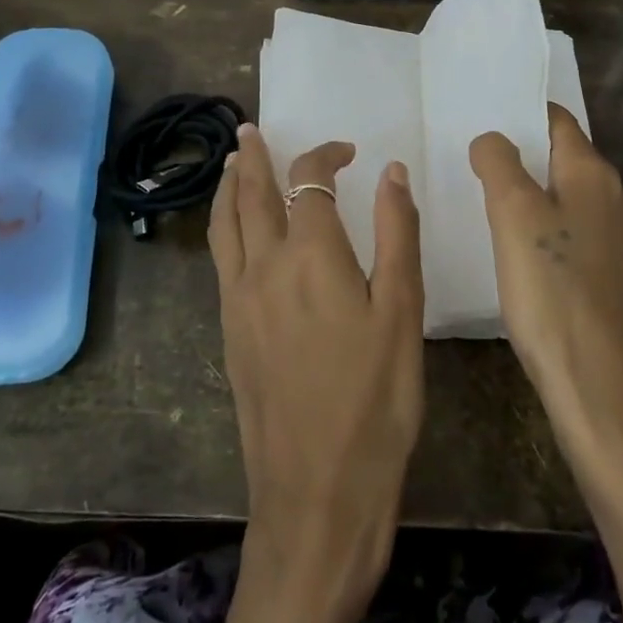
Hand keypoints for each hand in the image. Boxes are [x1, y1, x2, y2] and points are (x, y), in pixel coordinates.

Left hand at [208, 123, 423, 608]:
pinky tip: (234, 230)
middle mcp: (264, 266)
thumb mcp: (402, 313)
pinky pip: (220, 257)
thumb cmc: (375, 400)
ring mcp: (239, 299)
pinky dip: (224, 225)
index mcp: (311, 255)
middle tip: (250, 130)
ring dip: (230, 187)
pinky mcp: (230, 330)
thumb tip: (391, 171)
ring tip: (234, 165)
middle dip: (254, 157)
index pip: (309, 180)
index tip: (347, 152)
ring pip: (225, 224)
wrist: (316, 492)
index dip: (324, 155)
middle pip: (253, 194)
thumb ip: (397, 233)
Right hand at [468, 105, 622, 472]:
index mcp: (593, 176)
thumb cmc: (553, 291)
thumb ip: (499, 163)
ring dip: (533, 193)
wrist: (600, 388)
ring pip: (568, 198)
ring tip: (488, 199)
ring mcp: (619, 242)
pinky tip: (519, 249)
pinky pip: (573, 234)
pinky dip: (546, 228)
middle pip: (564, 158)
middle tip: (474, 158)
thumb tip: (492, 138)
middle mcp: (615, 200)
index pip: (557, 120)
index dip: (520, 113)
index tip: (481, 115)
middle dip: (523, 153)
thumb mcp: (513, 215)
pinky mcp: (613, 279)